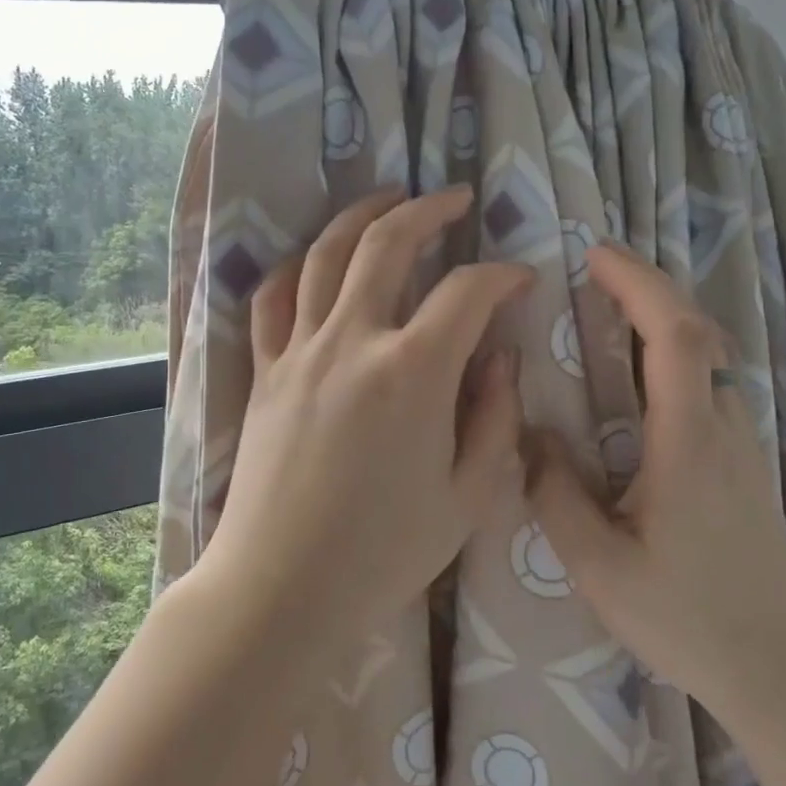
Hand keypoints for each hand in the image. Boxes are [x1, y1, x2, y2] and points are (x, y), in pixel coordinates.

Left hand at [196, 187, 532, 656]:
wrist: (281, 587)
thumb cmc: (383, 553)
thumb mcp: (467, 496)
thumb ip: (494, 417)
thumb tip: (500, 358)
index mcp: (413, 372)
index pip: (468, 293)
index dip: (503, 276)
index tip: (520, 280)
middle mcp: (353, 342)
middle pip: (387, 243)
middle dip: (428, 210)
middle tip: (455, 198)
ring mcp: (299, 352)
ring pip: (324, 254)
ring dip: (360, 216)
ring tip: (386, 198)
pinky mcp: (264, 372)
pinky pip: (272, 299)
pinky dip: (295, 266)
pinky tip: (313, 258)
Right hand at [525, 243, 785, 703]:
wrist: (774, 667)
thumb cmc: (683, 617)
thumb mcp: (598, 566)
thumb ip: (556, 494)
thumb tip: (533, 434)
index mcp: (687, 443)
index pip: (674, 336)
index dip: (638, 284)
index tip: (595, 255)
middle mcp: (724, 429)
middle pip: (696, 331)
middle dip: (648, 288)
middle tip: (597, 271)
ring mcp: (744, 445)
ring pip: (707, 359)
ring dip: (662, 322)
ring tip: (609, 316)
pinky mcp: (746, 465)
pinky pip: (709, 388)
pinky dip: (673, 358)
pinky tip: (640, 382)